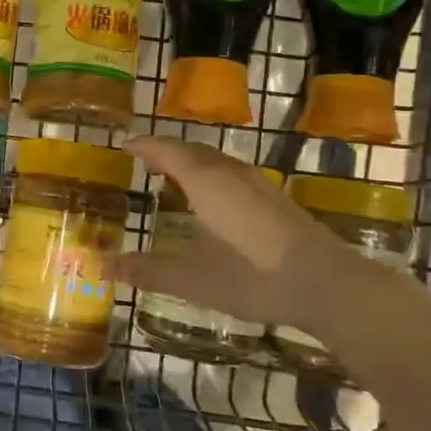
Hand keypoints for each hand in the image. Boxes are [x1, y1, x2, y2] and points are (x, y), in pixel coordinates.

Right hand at [105, 137, 423, 333]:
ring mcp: (258, 184)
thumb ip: (146, 270)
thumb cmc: (252, 276)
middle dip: (165, 152)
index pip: (166, 150)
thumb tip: (102, 266)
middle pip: (192, 150)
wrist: (328, 284)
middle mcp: (231, 173)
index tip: (124, 147)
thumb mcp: (192, 279)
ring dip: (190, 163)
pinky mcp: (275, 199)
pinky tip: (212, 203)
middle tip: (144, 163)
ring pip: (216, 161)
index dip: (143, 146)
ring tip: (173, 179)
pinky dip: (210, 176)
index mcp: (206, 181)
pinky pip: (232, 174)